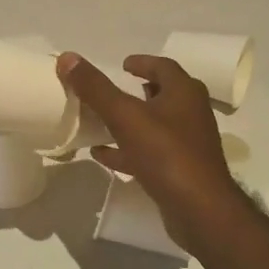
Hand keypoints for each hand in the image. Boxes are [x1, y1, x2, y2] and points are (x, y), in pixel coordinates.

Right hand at [56, 52, 251, 251]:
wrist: (200, 211)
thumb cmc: (166, 154)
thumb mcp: (125, 116)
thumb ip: (96, 88)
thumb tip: (68, 57)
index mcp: (184, 93)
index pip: (163, 67)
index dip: (142, 63)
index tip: (122, 64)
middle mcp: (190, 113)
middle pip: (163, 95)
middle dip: (138, 91)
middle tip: (113, 90)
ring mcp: (188, 144)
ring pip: (155, 125)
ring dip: (130, 122)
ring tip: (102, 121)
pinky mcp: (180, 170)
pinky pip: (151, 153)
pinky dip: (128, 150)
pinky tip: (103, 155)